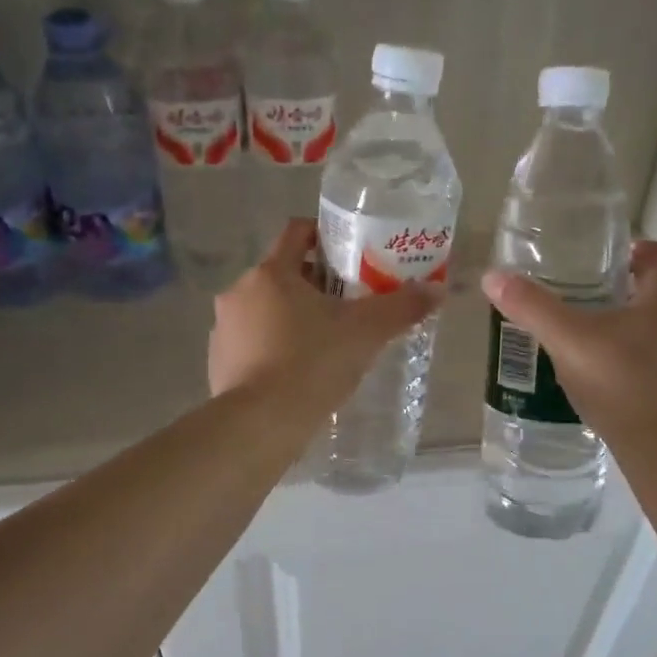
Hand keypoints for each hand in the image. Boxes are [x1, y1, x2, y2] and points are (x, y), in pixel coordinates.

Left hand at [211, 220, 442, 413]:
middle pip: (282, 273)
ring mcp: (224, 329)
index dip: (325, 236)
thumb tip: (438, 290)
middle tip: (349, 305)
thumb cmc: (312, 363)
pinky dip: (274, 348)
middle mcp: (240, 292)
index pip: (297, 232)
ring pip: (265, 310)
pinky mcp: (218, 363)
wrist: (259, 425)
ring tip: (325, 343)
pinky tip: (298, 373)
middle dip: (315, 284)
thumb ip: (402, 307)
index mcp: (271, 273)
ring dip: (292, 317)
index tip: (350, 254)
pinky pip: (252, 343)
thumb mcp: (366, 333)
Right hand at [481, 240, 656, 433]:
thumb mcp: (566, 340)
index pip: (655, 255)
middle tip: (585, 300)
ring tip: (592, 344)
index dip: (631, 249)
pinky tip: (609, 384)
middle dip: (624, 294)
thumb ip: (532, 307)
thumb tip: (492, 277)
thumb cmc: (620, 381)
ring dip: (632, 333)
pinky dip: (638, 368)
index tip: (604, 258)